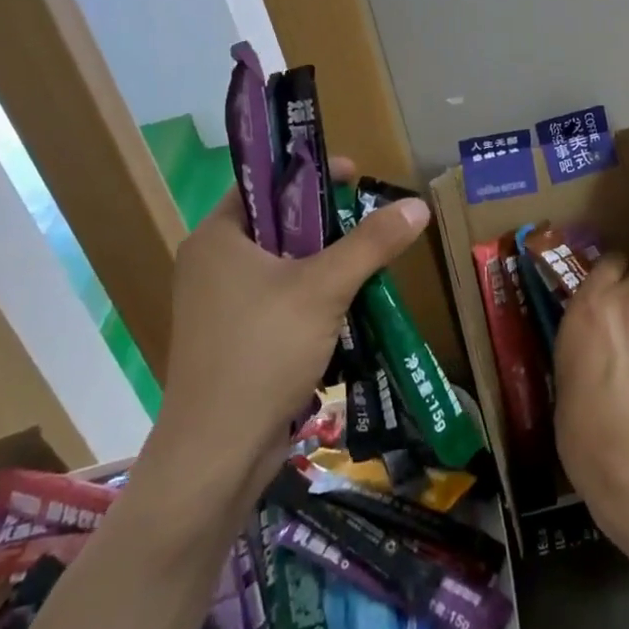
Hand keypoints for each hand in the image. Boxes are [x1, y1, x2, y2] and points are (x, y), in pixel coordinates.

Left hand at [142, 158, 430, 507]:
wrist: (216, 455)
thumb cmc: (263, 352)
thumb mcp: (325, 288)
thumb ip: (372, 242)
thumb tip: (418, 204)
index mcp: (217, 237)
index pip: (264, 183)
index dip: (310, 173)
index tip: (355, 176)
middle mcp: (211, 263)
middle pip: (278, 224)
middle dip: (327, 222)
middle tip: (371, 222)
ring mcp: (218, 305)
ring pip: (282, 264)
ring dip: (324, 262)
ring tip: (368, 263)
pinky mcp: (232, 339)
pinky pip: (278, 299)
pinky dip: (311, 296)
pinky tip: (346, 306)